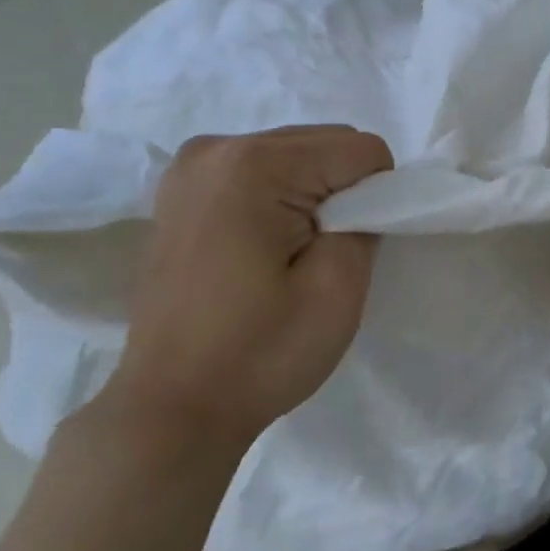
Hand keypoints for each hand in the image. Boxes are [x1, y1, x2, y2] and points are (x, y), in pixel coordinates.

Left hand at [103, 126, 392, 462]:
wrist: (172, 407)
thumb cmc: (259, 354)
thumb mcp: (339, 290)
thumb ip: (367, 222)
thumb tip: (362, 198)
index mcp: (255, 164)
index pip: (361, 149)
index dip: (377, 198)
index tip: (352, 251)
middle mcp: (216, 146)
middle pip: (324, 143)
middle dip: (343, 192)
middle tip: (322, 256)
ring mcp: (190, 166)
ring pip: (294, 155)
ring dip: (312, 195)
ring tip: (290, 256)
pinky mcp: (180, 191)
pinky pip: (259, 172)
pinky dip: (279, 199)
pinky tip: (262, 248)